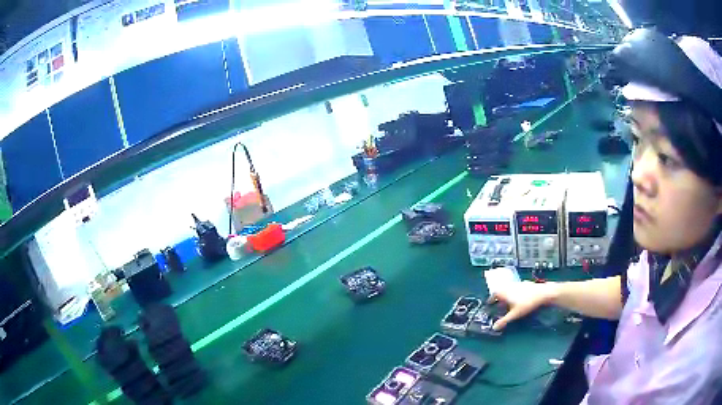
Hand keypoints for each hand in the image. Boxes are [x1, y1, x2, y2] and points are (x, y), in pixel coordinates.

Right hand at [488, 281, 556, 330]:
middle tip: (499, 306)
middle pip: (501, 291)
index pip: (493, 295)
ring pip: (508, 289)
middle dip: (499, 298)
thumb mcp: (514, 314)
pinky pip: (516, 289)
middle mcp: (509, 286)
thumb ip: (504, 321)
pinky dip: (515, 293)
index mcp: (504, 292)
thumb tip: (494, 327)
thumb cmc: (526, 303)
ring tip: (508, 303)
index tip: (490, 305)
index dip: (490, 300)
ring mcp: (517, 284)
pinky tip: (519, 299)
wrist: (542, 293)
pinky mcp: (525, 284)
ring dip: (507, 295)